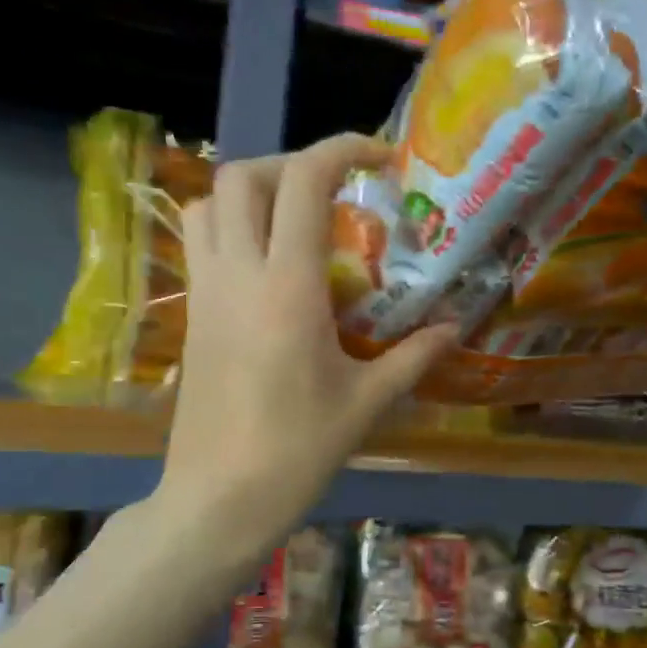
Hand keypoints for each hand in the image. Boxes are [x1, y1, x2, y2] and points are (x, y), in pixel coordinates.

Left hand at [151, 135, 457, 571]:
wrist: (220, 497)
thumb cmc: (299, 451)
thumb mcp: (367, 402)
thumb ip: (414, 357)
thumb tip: (455, 328)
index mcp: (288, 288)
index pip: (304, 183)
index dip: (342, 149)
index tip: (380, 158)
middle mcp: (237, 274)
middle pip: (243, 175)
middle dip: (291, 165)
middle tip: (335, 194)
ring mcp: (205, 293)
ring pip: (209, 203)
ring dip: (251, 192)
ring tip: (294, 221)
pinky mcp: (192, 316)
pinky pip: (200, 244)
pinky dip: (230, 228)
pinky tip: (268, 267)